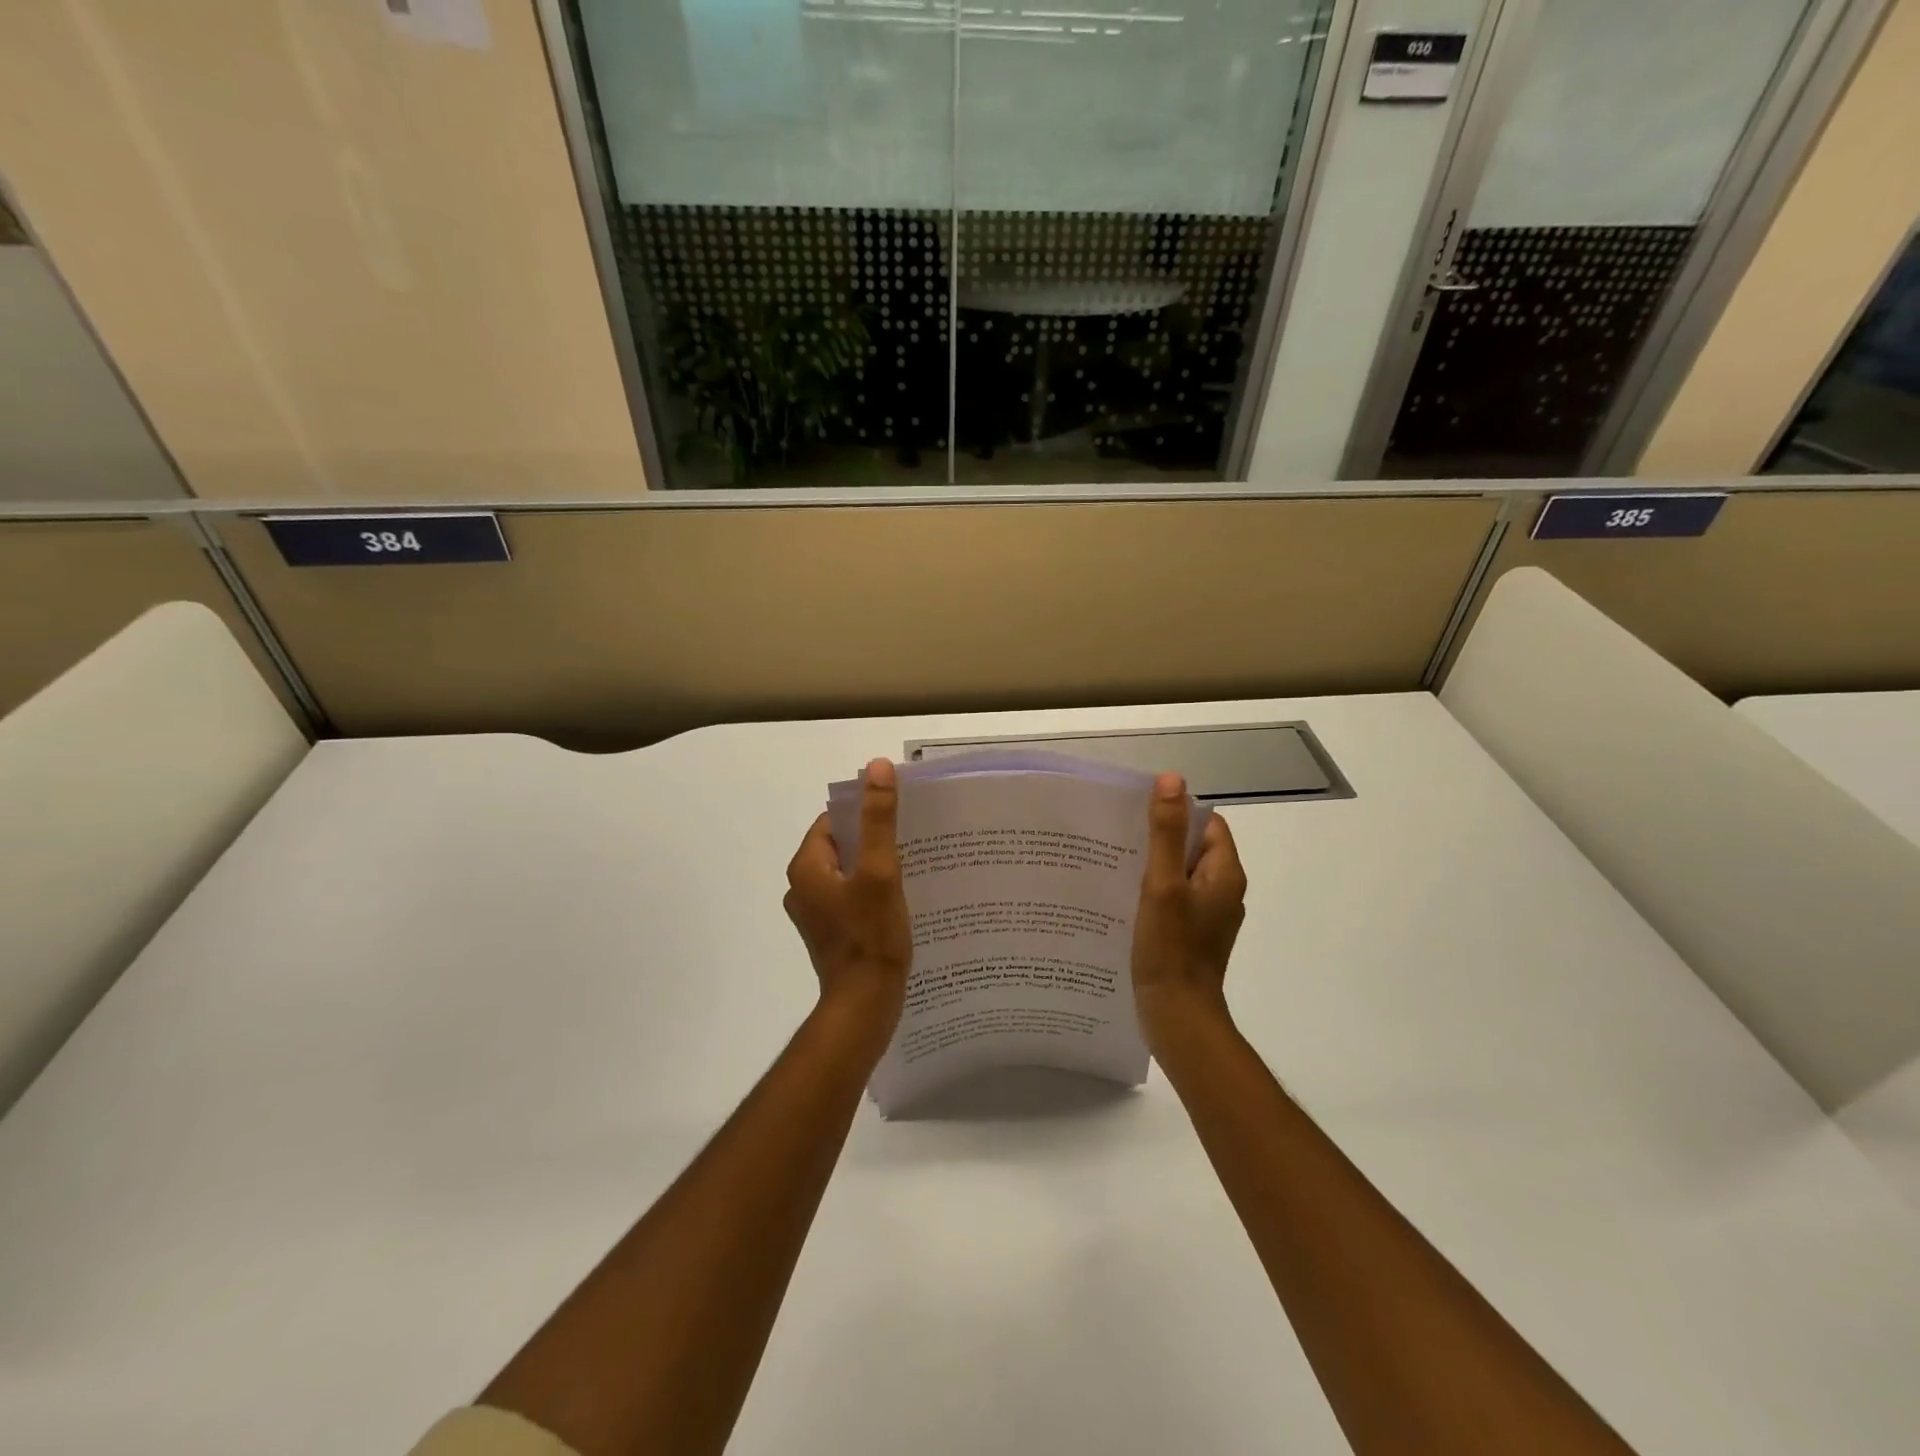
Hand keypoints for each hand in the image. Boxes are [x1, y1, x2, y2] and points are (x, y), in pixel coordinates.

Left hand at [785, 759, 913, 1045]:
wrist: (865, 1005)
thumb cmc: (871, 936)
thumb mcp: (880, 870)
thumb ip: (878, 819)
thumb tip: (876, 767)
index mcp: (806, 867)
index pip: (833, 822)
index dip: (864, 814)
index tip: (898, 816)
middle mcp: (802, 887)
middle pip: (841, 846)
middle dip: (873, 840)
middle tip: (911, 839)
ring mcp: (815, 913)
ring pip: (847, 873)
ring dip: (874, 866)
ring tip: (911, 866)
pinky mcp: (830, 933)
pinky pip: (850, 897)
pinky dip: (871, 891)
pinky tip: (900, 898)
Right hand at [1132, 772, 1246, 1053]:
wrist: (1177, 1018)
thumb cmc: (1171, 949)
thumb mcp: (1163, 884)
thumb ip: (1166, 833)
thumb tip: (1172, 780)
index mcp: (1225, 874)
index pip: (1207, 824)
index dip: (1177, 813)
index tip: (1139, 812)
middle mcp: (1222, 892)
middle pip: (1192, 848)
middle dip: (1159, 838)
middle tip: (1119, 835)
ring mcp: (1208, 916)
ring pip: (1180, 875)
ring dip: (1153, 866)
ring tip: (1115, 862)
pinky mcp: (1192, 936)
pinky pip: (1174, 900)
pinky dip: (1152, 893)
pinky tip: (1123, 897)